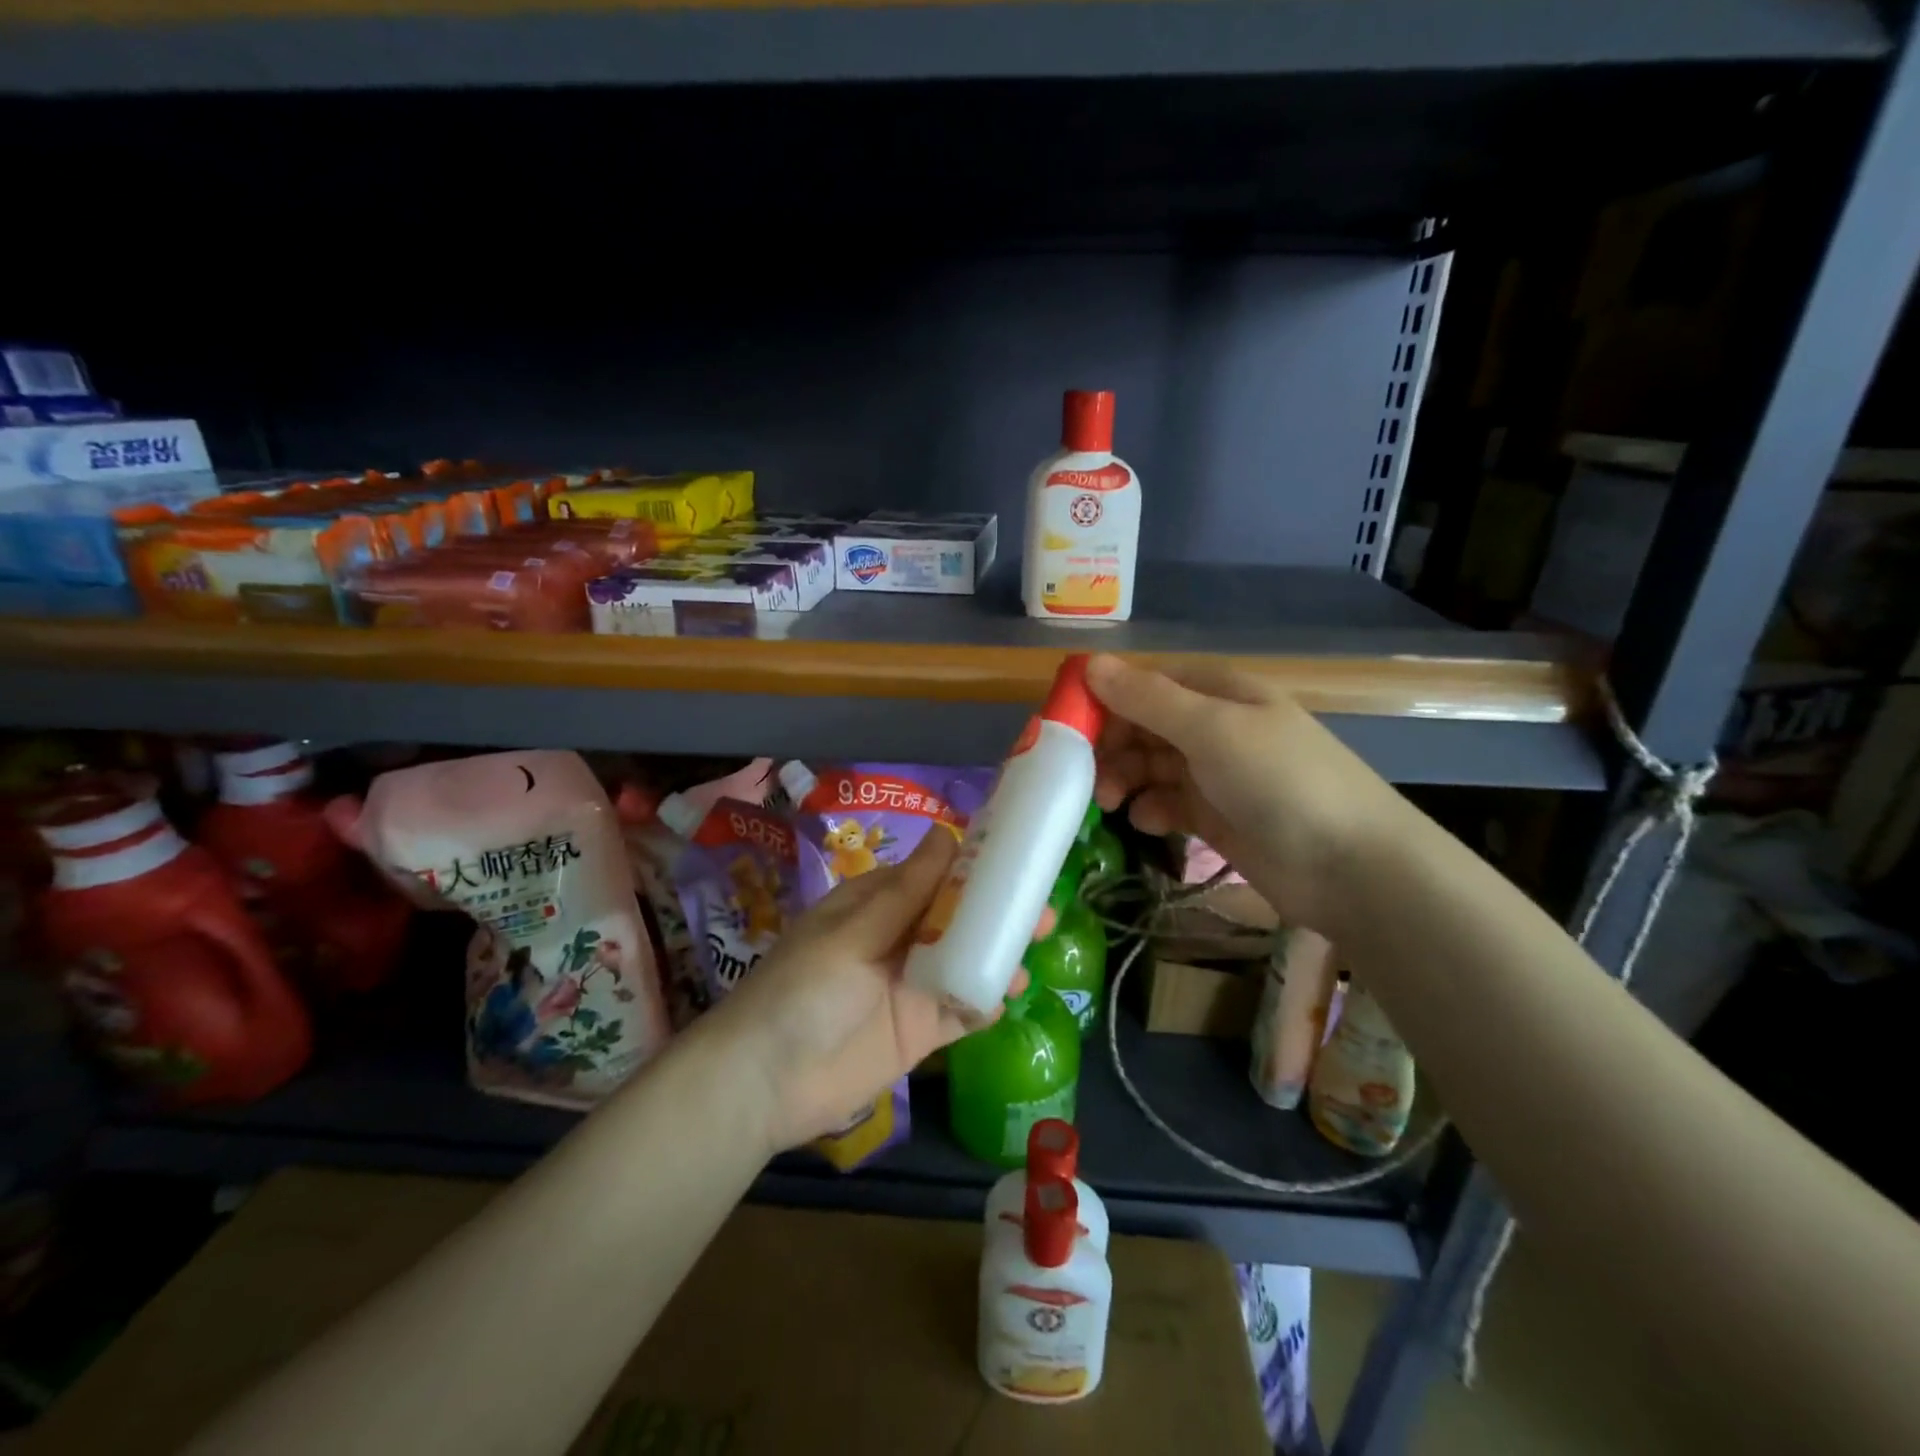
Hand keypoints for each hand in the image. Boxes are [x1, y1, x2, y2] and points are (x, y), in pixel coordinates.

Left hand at [708, 830, 1020, 1156]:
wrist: (766, 1084)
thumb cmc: (803, 990)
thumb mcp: (852, 934)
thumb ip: (906, 892)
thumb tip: (947, 833)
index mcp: (875, 905)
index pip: (932, 876)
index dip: (972, 866)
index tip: (1018, 857)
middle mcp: (898, 939)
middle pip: (957, 918)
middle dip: (998, 912)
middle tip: (1040, 910)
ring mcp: (911, 986)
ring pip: (967, 960)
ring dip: (1000, 953)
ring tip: (1035, 949)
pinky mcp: (921, 1031)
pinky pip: (962, 1008)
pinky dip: (986, 998)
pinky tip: (1010, 993)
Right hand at [1084, 653, 1407, 931]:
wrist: (1351, 867)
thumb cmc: (1281, 782)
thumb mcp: (1211, 730)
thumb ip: (1148, 699)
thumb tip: (1089, 663)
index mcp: (1218, 693)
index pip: (1145, 684)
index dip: (1104, 700)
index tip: (1067, 728)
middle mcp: (1214, 727)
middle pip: (1143, 726)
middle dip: (1111, 747)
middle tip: (1086, 776)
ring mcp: (1215, 774)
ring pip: (1150, 766)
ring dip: (1125, 779)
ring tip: (1112, 803)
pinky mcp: (1215, 817)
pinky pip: (1167, 803)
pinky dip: (1151, 810)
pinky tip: (1148, 822)